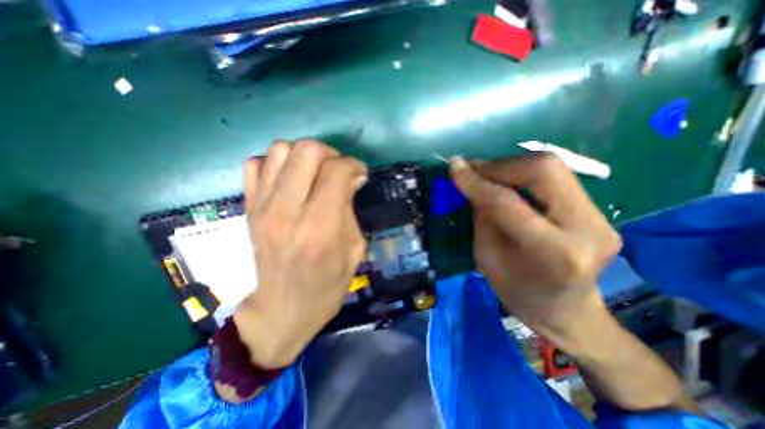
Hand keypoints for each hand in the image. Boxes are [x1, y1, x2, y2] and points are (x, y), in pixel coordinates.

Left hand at [233, 141, 366, 368]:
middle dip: (330, 153)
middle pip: (307, 150)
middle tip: (338, 170)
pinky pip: (255, 164)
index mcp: (320, 225)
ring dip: (304, 155)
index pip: (337, 170)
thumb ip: (351, 207)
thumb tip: (353, 177)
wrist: (284, 308)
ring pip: (280, 150)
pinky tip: (290, 180)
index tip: (360, 173)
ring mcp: (262, 207)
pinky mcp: (248, 208)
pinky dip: (275, 164)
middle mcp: (288, 210)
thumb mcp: (354, 247)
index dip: (354, 164)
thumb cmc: (328, 283)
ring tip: (315, 173)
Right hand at [450, 154, 620, 347]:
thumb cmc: (518, 293)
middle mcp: (587, 228)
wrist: (567, 311)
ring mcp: (601, 218)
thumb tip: (474, 183)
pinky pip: (556, 178)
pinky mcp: (599, 212)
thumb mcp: (487, 258)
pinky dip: (524, 175)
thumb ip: (482, 217)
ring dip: (510, 167)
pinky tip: (507, 183)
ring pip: (552, 167)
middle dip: (499, 165)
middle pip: (543, 170)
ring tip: (486, 175)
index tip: (454, 165)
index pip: (507, 203)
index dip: (476, 182)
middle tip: (473, 169)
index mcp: (554, 253)